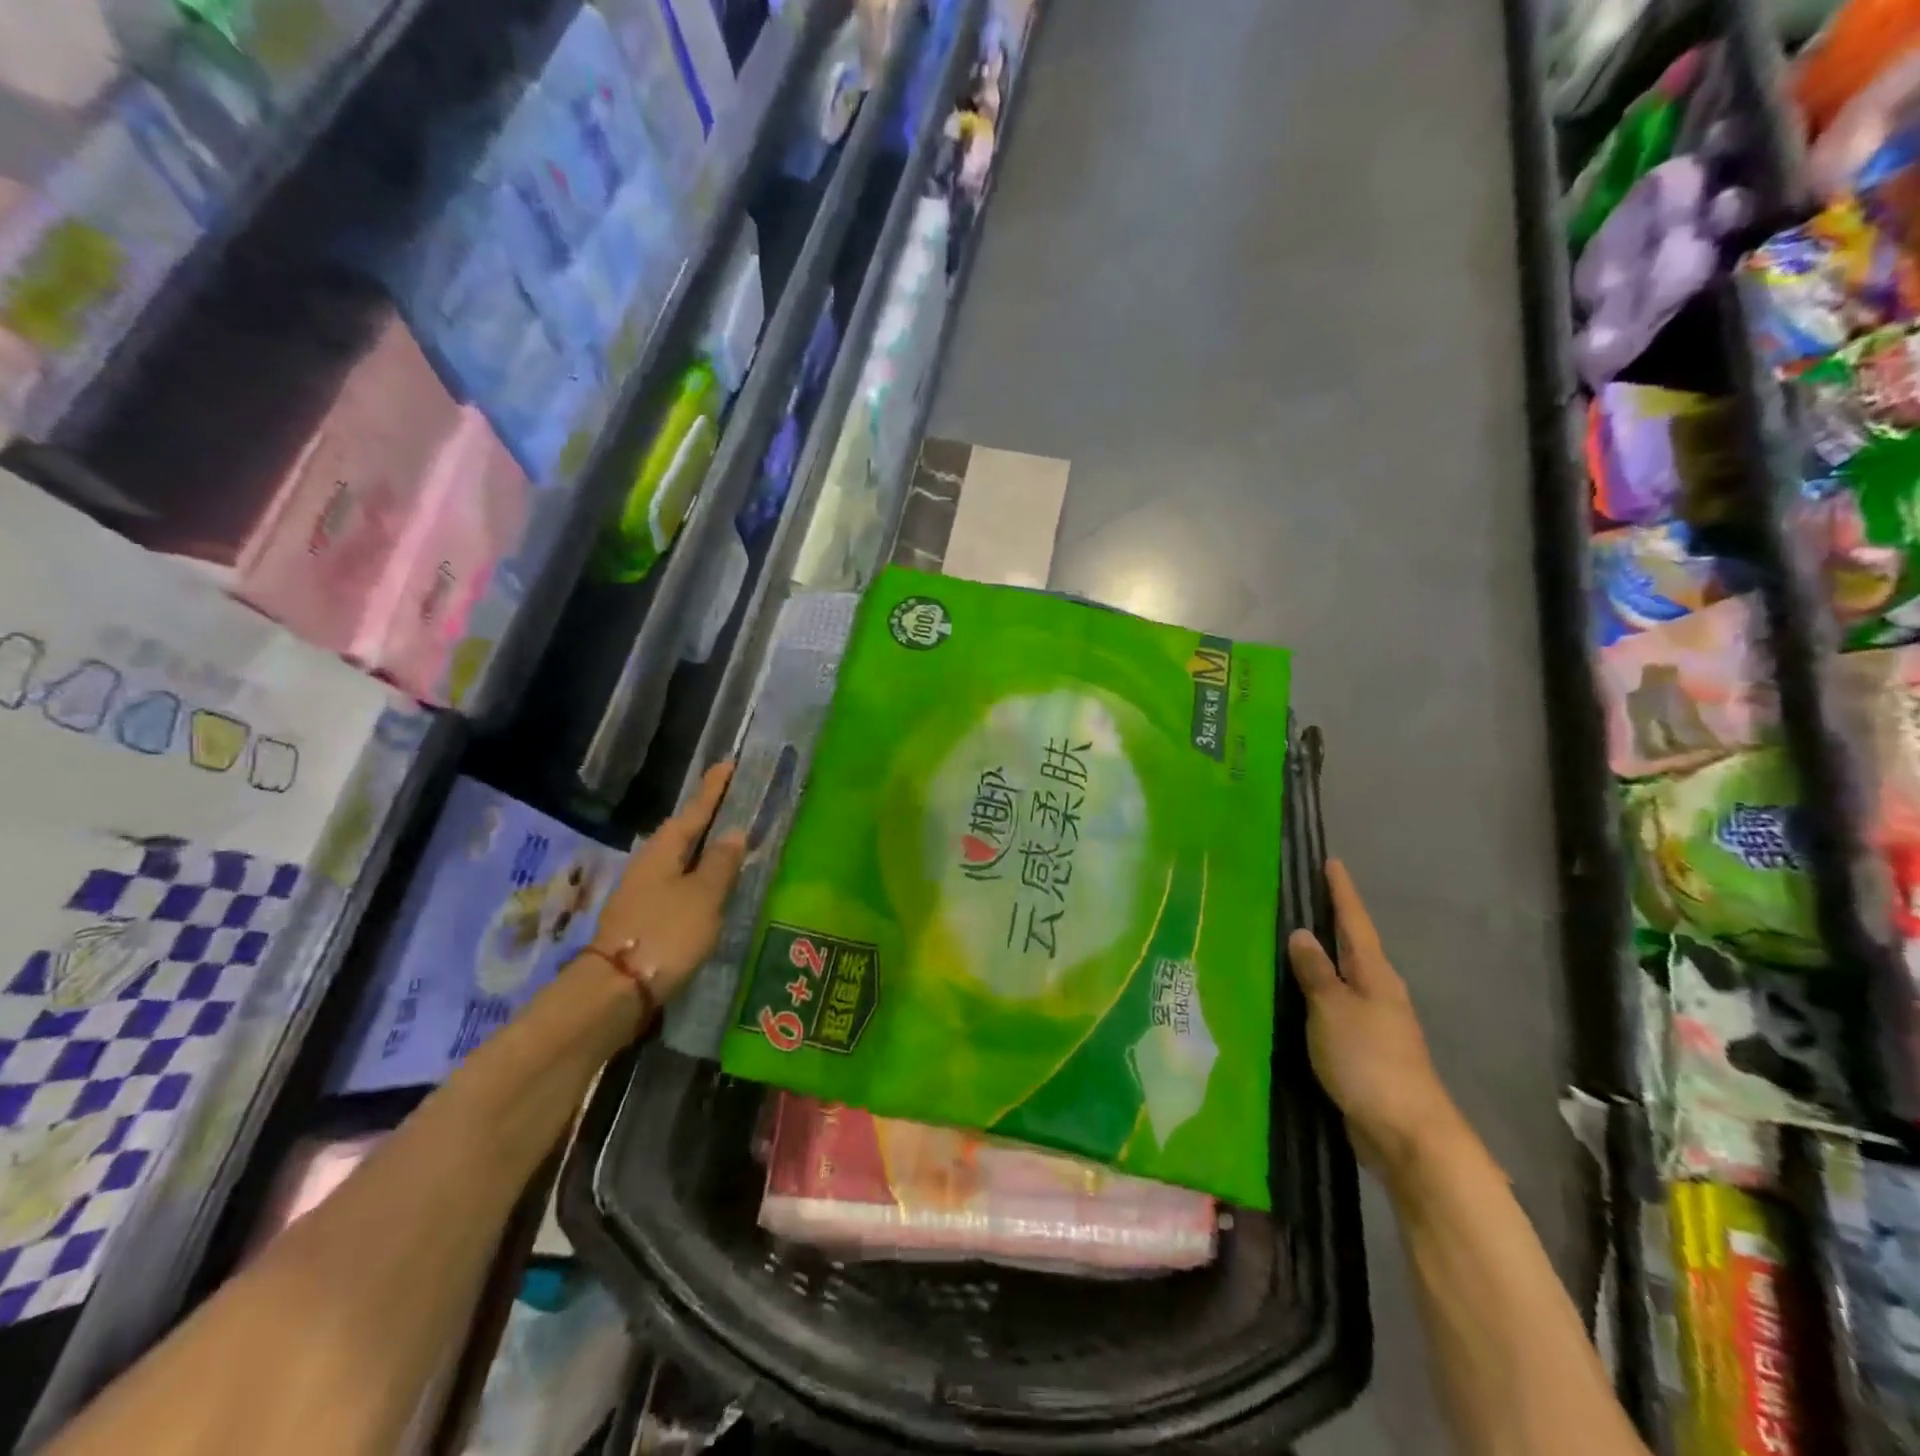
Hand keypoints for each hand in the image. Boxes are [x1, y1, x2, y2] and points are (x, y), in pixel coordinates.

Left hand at [590, 763, 749, 1005]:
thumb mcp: (704, 896)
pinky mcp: (643, 919)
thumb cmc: (666, 933)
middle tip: (734, 802)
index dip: (713, 790)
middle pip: (684, 833)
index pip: (694, 811)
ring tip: (730, 843)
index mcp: (663, 850)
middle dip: (708, 818)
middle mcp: (649, 864)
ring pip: (679, 860)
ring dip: (703, 850)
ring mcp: (642, 893)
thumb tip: (733, 833)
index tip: (728, 764)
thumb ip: (721, 864)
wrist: (616, 990)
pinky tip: (711, 887)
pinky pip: (677, 885)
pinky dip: (697, 878)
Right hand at [1287, 860, 1464, 1181]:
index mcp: (1375, 976)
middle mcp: (1378, 993)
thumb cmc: (1369, 1061)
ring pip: (1343, 979)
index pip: (1355, 923)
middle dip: (1332, 922)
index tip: (1332, 862)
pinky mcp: (1363, 1050)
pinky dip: (1316, 994)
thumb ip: (1316, 972)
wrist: (1407, 1133)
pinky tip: (1297, 997)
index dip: (1342, 893)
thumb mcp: (1334, 1009)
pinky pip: (1334, 1008)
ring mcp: (1373, 1023)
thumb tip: (1302, 934)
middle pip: (1353, 948)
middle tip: (1304, 896)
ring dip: (1321, 960)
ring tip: (1291, 942)